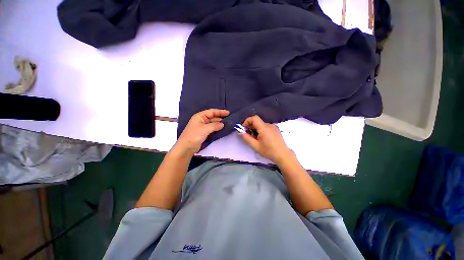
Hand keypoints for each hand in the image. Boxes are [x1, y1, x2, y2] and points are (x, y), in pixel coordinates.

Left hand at [174, 109, 229, 155]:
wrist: (186, 147)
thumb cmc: (194, 135)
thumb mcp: (205, 129)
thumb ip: (215, 126)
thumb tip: (223, 124)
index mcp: (200, 116)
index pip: (211, 112)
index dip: (220, 112)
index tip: (228, 113)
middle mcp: (201, 120)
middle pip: (212, 117)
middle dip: (220, 118)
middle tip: (229, 119)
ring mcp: (202, 127)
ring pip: (213, 123)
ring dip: (219, 123)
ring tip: (227, 124)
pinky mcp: (204, 133)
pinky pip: (212, 128)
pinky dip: (217, 128)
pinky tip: (222, 129)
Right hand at [240, 115, 293, 164]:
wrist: (283, 155)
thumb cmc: (268, 151)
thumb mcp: (255, 146)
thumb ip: (246, 138)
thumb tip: (241, 132)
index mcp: (264, 128)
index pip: (254, 118)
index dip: (247, 121)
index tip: (244, 128)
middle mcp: (269, 125)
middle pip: (257, 122)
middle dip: (250, 127)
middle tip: (248, 135)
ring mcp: (273, 127)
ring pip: (261, 125)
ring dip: (256, 129)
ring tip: (255, 138)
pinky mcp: (276, 129)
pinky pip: (266, 127)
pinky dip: (261, 130)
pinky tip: (262, 138)